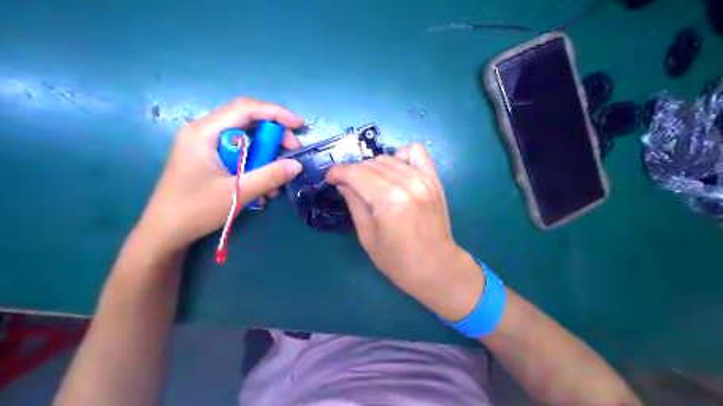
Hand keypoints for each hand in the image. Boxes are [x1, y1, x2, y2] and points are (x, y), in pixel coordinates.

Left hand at [139, 97, 303, 251]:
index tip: (299, 126)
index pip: (246, 108)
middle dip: (273, 139)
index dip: (276, 113)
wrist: (165, 234)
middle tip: (291, 155)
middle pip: (247, 123)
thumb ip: (269, 176)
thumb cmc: (195, 209)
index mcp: (205, 132)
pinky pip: (239, 157)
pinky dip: (254, 169)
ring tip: (276, 183)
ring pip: (246, 143)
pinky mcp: (209, 161)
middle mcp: (205, 133)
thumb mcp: (237, 192)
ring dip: (265, 160)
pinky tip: (262, 191)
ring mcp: (206, 147)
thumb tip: (297, 165)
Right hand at [328, 142, 484, 319]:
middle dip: (354, 172)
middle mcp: (407, 183)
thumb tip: (343, 183)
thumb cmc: (397, 261)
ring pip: (389, 158)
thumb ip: (354, 203)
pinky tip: (396, 171)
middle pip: (371, 164)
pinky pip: (416, 152)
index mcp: (388, 200)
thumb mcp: (367, 236)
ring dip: (373, 167)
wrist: (436, 268)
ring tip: (371, 183)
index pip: (356, 173)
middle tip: (349, 186)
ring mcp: (424, 179)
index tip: (330, 178)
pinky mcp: (434, 180)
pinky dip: (401, 157)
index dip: (338, 172)